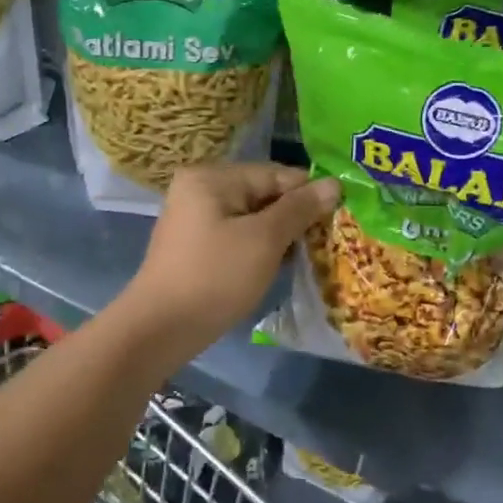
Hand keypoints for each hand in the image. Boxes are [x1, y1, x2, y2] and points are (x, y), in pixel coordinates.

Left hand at [122, 163, 340, 354]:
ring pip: (252, 218)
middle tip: (328, 241)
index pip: (275, 174)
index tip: (341, 217)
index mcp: (213, 177)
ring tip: (310, 255)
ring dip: (280, 235)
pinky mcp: (196, 246)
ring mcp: (195, 218)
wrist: (161, 329)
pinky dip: (259, 248)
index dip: (310, 194)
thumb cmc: (216, 277)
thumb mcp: (264, 240)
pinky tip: (280, 266)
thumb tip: (334, 184)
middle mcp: (200, 189)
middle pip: (263, 194)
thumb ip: (299, 209)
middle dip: (295, 216)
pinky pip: (238, 236)